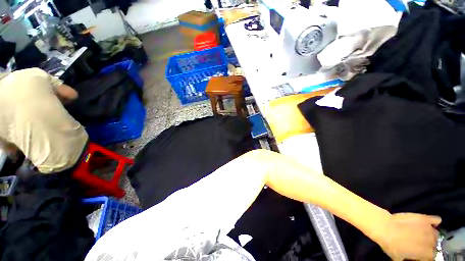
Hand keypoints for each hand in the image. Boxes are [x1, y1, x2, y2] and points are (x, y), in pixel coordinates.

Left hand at [376, 213, 440, 260]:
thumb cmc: (391, 245)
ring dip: (431, 235)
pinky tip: (429, 223)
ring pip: (436, 234)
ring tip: (422, 235)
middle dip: (429, 245)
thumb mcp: (399, 258)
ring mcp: (429, 229)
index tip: (420, 255)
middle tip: (420, 244)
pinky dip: (435, 222)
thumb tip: (411, 259)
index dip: (425, 257)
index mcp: (427, 254)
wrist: (385, 228)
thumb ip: (409, 260)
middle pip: (434, 245)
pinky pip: (436, 219)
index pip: (431, 257)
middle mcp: (432, 242)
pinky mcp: (425, 218)